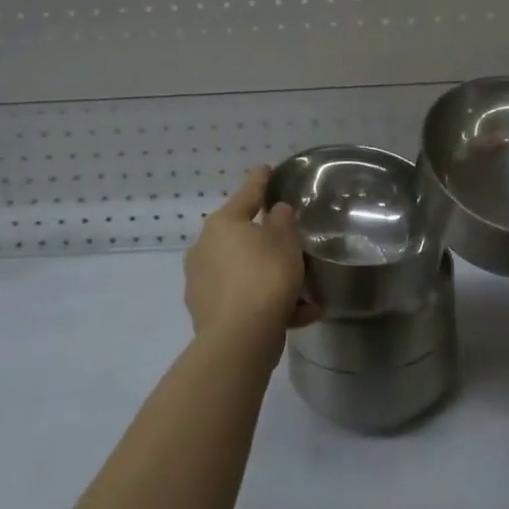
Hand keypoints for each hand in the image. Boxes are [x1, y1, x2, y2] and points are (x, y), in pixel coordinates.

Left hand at [183, 167, 321, 364]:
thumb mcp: (285, 242)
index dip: (260, 180)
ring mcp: (202, 283)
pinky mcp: (207, 313)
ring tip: (306, 290)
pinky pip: (244, 299)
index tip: (266, 169)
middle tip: (292, 242)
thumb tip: (275, 212)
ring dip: (272, 277)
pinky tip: (301, 313)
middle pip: (242, 236)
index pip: (247, 194)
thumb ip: (282, 221)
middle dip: (268, 240)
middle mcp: (205, 248)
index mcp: (222, 224)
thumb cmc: (265, 277)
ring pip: (245, 271)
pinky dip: (268, 302)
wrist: (239, 339)